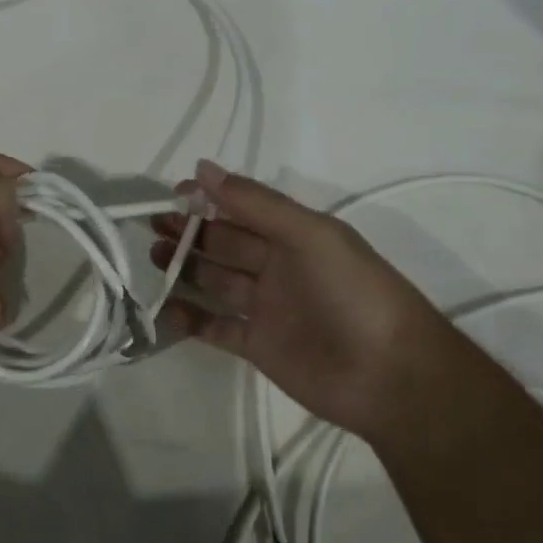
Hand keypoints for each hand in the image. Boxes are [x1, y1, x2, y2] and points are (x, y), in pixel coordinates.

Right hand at [150, 160, 471, 438]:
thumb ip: (256, 203)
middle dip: (190, 232)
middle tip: (153, 226)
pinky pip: (216, 328)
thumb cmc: (353, 292)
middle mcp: (278, 267)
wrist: (389, 375)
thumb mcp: (310, 235)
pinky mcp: (257, 347)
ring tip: (153, 259)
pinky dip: (191, 319)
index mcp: (294, 236)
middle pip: (225, 243)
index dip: (209, 198)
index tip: (173, 194)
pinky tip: (165, 308)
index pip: (243, 208)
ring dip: (185, 268)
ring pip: (216, 282)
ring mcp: (266, 308)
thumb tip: (202, 167)